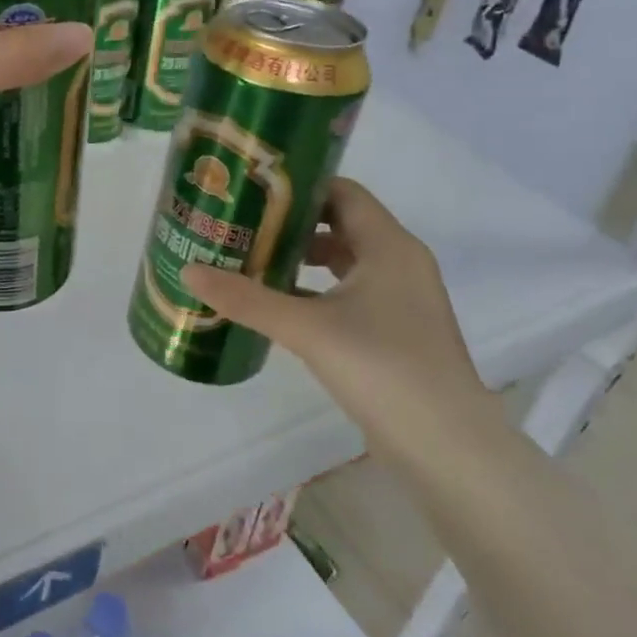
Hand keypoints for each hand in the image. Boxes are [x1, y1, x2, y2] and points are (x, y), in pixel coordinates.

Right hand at [181, 178, 503, 471]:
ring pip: (343, 262)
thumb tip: (188, 271)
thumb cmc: (382, 368)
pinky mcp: (395, 331)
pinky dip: (314, 291)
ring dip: (299, 259)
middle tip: (241, 225)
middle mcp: (399, 263)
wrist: (448, 449)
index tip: (252, 191)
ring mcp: (400, 300)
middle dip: (289, 224)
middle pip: (339, 224)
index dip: (298, 186)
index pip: (341, 192)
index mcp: (388, 246)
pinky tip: (277, 306)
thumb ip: (246, 298)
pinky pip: (348, 293)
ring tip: (250, 260)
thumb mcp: (306, 329)